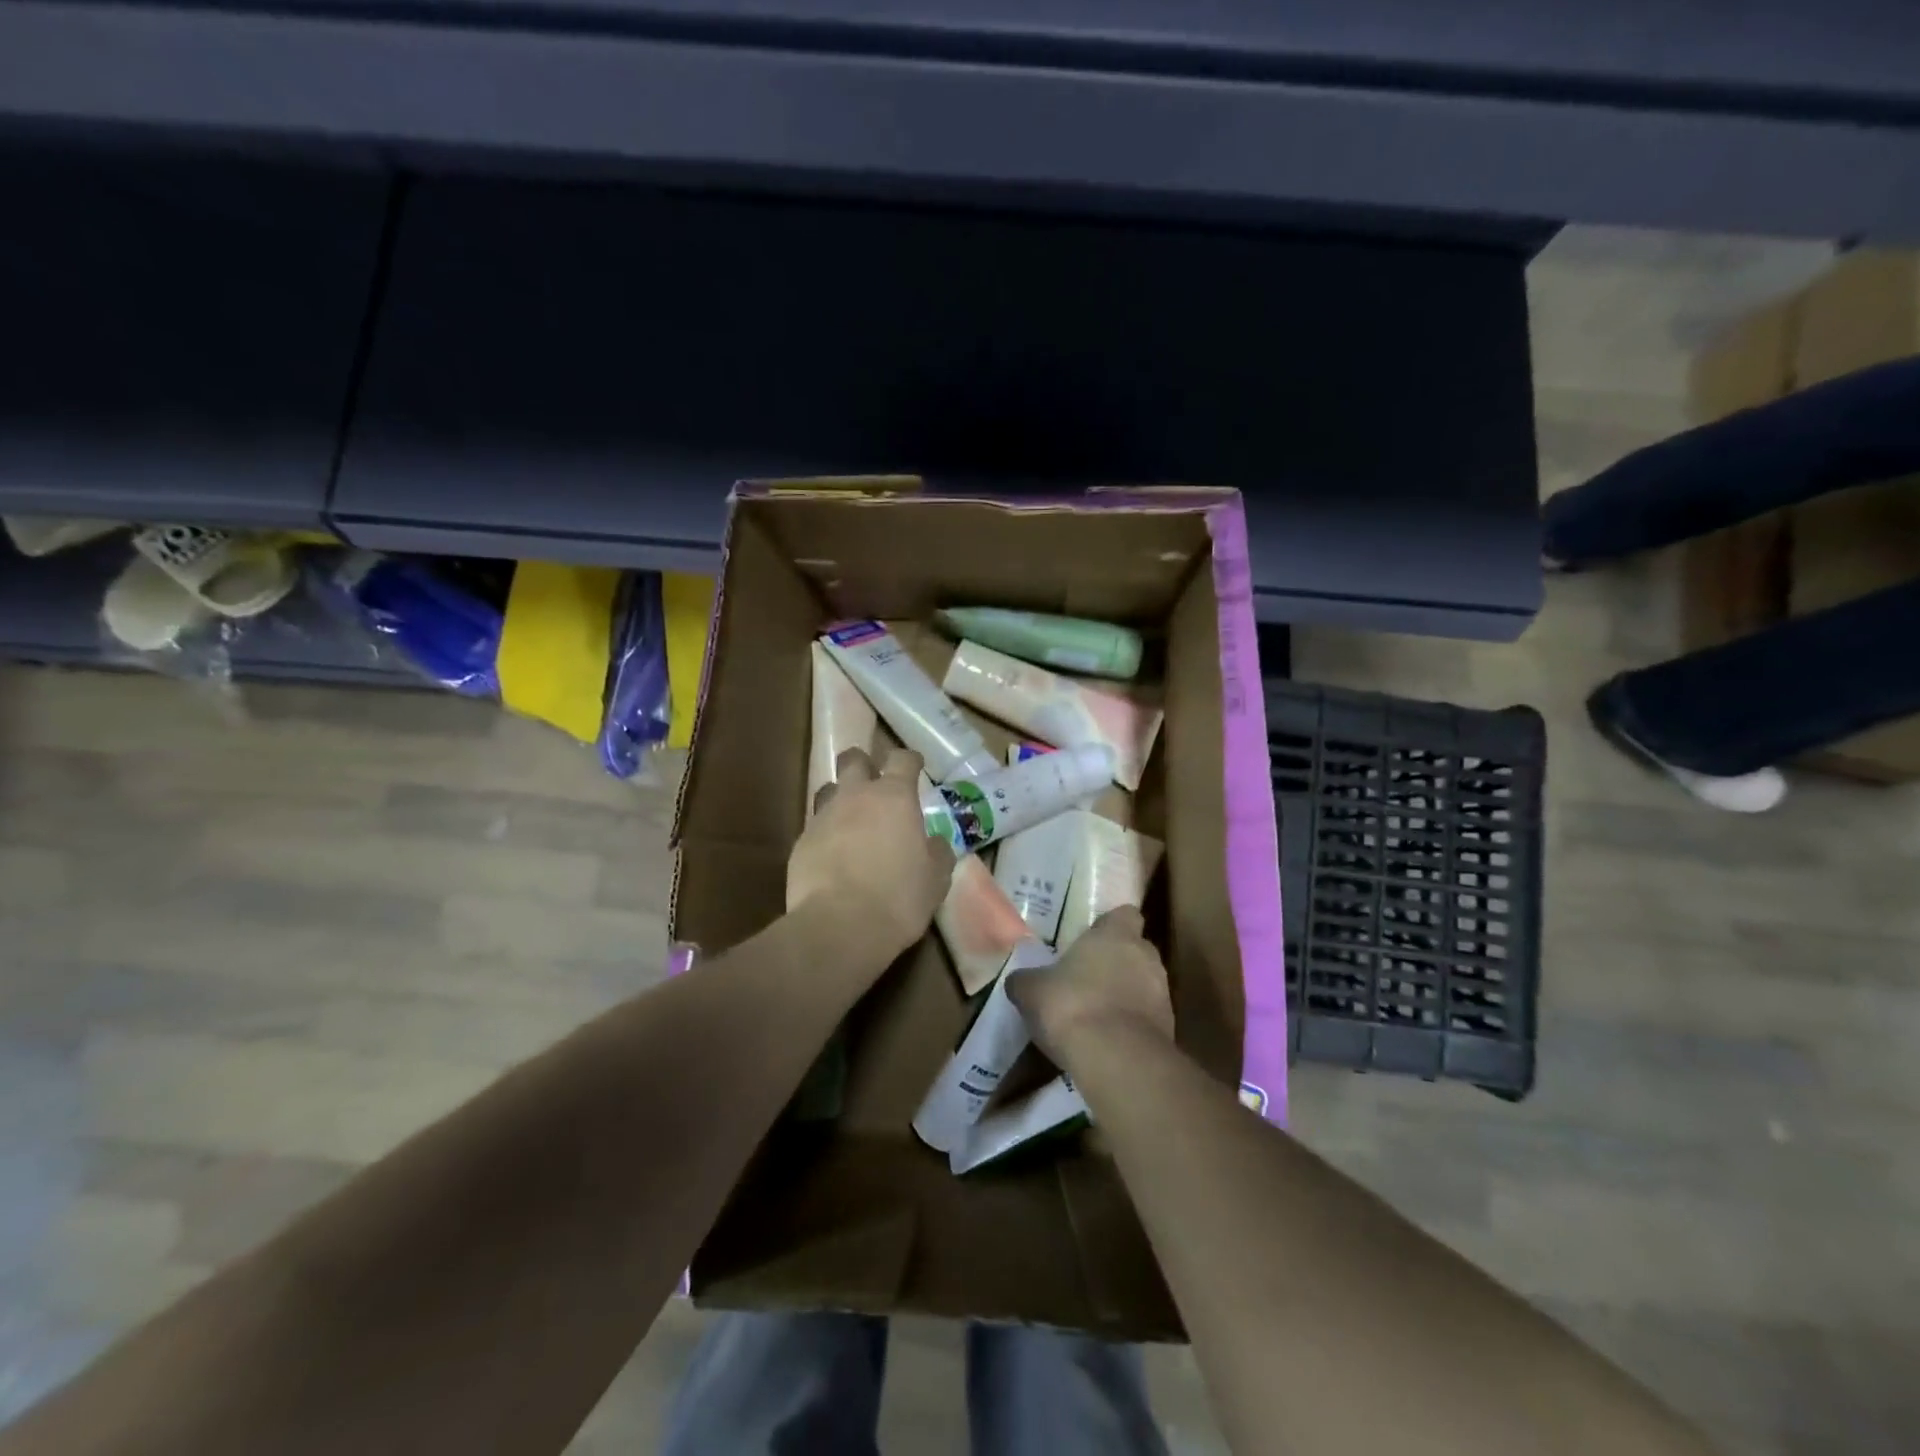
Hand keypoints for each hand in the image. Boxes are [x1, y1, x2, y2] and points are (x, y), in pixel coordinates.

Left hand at [788, 746, 956, 959]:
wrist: (839, 926)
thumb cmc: (899, 898)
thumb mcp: (935, 878)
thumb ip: (937, 852)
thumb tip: (935, 843)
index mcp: (894, 797)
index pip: (902, 759)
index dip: (910, 759)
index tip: (915, 766)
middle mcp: (856, 796)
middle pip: (853, 759)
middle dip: (864, 764)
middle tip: (874, 782)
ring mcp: (824, 817)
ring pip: (829, 790)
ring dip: (841, 798)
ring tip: (851, 820)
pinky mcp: (801, 842)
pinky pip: (815, 826)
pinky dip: (827, 834)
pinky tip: (834, 856)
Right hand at [1006, 906, 1174, 1069]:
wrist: (1116, 1060)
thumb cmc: (1071, 1006)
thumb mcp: (1031, 990)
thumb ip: (1027, 980)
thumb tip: (1019, 980)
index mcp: (1116, 934)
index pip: (1125, 915)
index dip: (1110, 925)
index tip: (1091, 939)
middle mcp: (1146, 956)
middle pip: (1136, 950)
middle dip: (1117, 962)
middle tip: (1088, 977)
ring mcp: (1163, 994)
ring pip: (1144, 985)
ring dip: (1125, 995)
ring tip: (1096, 1013)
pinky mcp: (1169, 1029)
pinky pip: (1147, 1018)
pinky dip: (1131, 1025)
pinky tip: (1107, 1041)